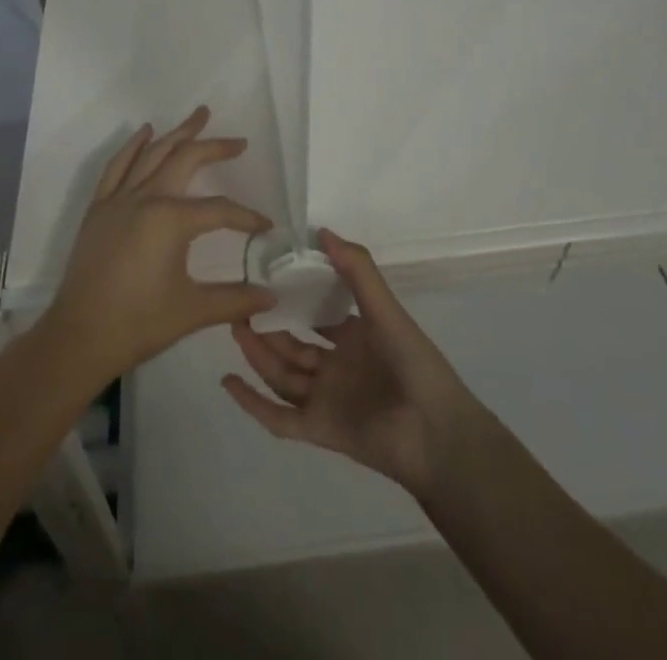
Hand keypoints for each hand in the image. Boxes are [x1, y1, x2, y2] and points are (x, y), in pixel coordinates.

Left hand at [38, 108, 276, 390]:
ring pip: (153, 154)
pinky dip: (133, 146)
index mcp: (172, 219)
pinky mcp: (99, 208)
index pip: (220, 210)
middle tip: (238, 141)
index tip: (266, 226)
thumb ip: (235, 299)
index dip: (246, 217)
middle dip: (214, 146)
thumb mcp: (193, 311)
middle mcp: (146, 198)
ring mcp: (119, 199)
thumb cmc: (138, 323)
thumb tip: (273, 299)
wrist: (79, 338)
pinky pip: (117, 166)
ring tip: (198, 116)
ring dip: (178, 133)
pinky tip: (145, 132)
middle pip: (186, 160)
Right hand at [222, 230, 481, 498]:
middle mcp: (337, 366)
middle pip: (293, 344)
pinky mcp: (318, 430)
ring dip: (257, 354)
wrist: (437, 433)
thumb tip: (322, 231)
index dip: (294, 296)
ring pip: (282, 373)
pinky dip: (253, 402)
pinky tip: (229, 380)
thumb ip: (357, 270)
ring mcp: (326, 399)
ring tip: (232, 327)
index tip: (266, 274)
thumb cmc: (415, 364)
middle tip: (238, 302)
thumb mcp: (385, 309)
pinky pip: (279, 417)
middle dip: (267, 325)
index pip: (317, 313)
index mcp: (356, 337)